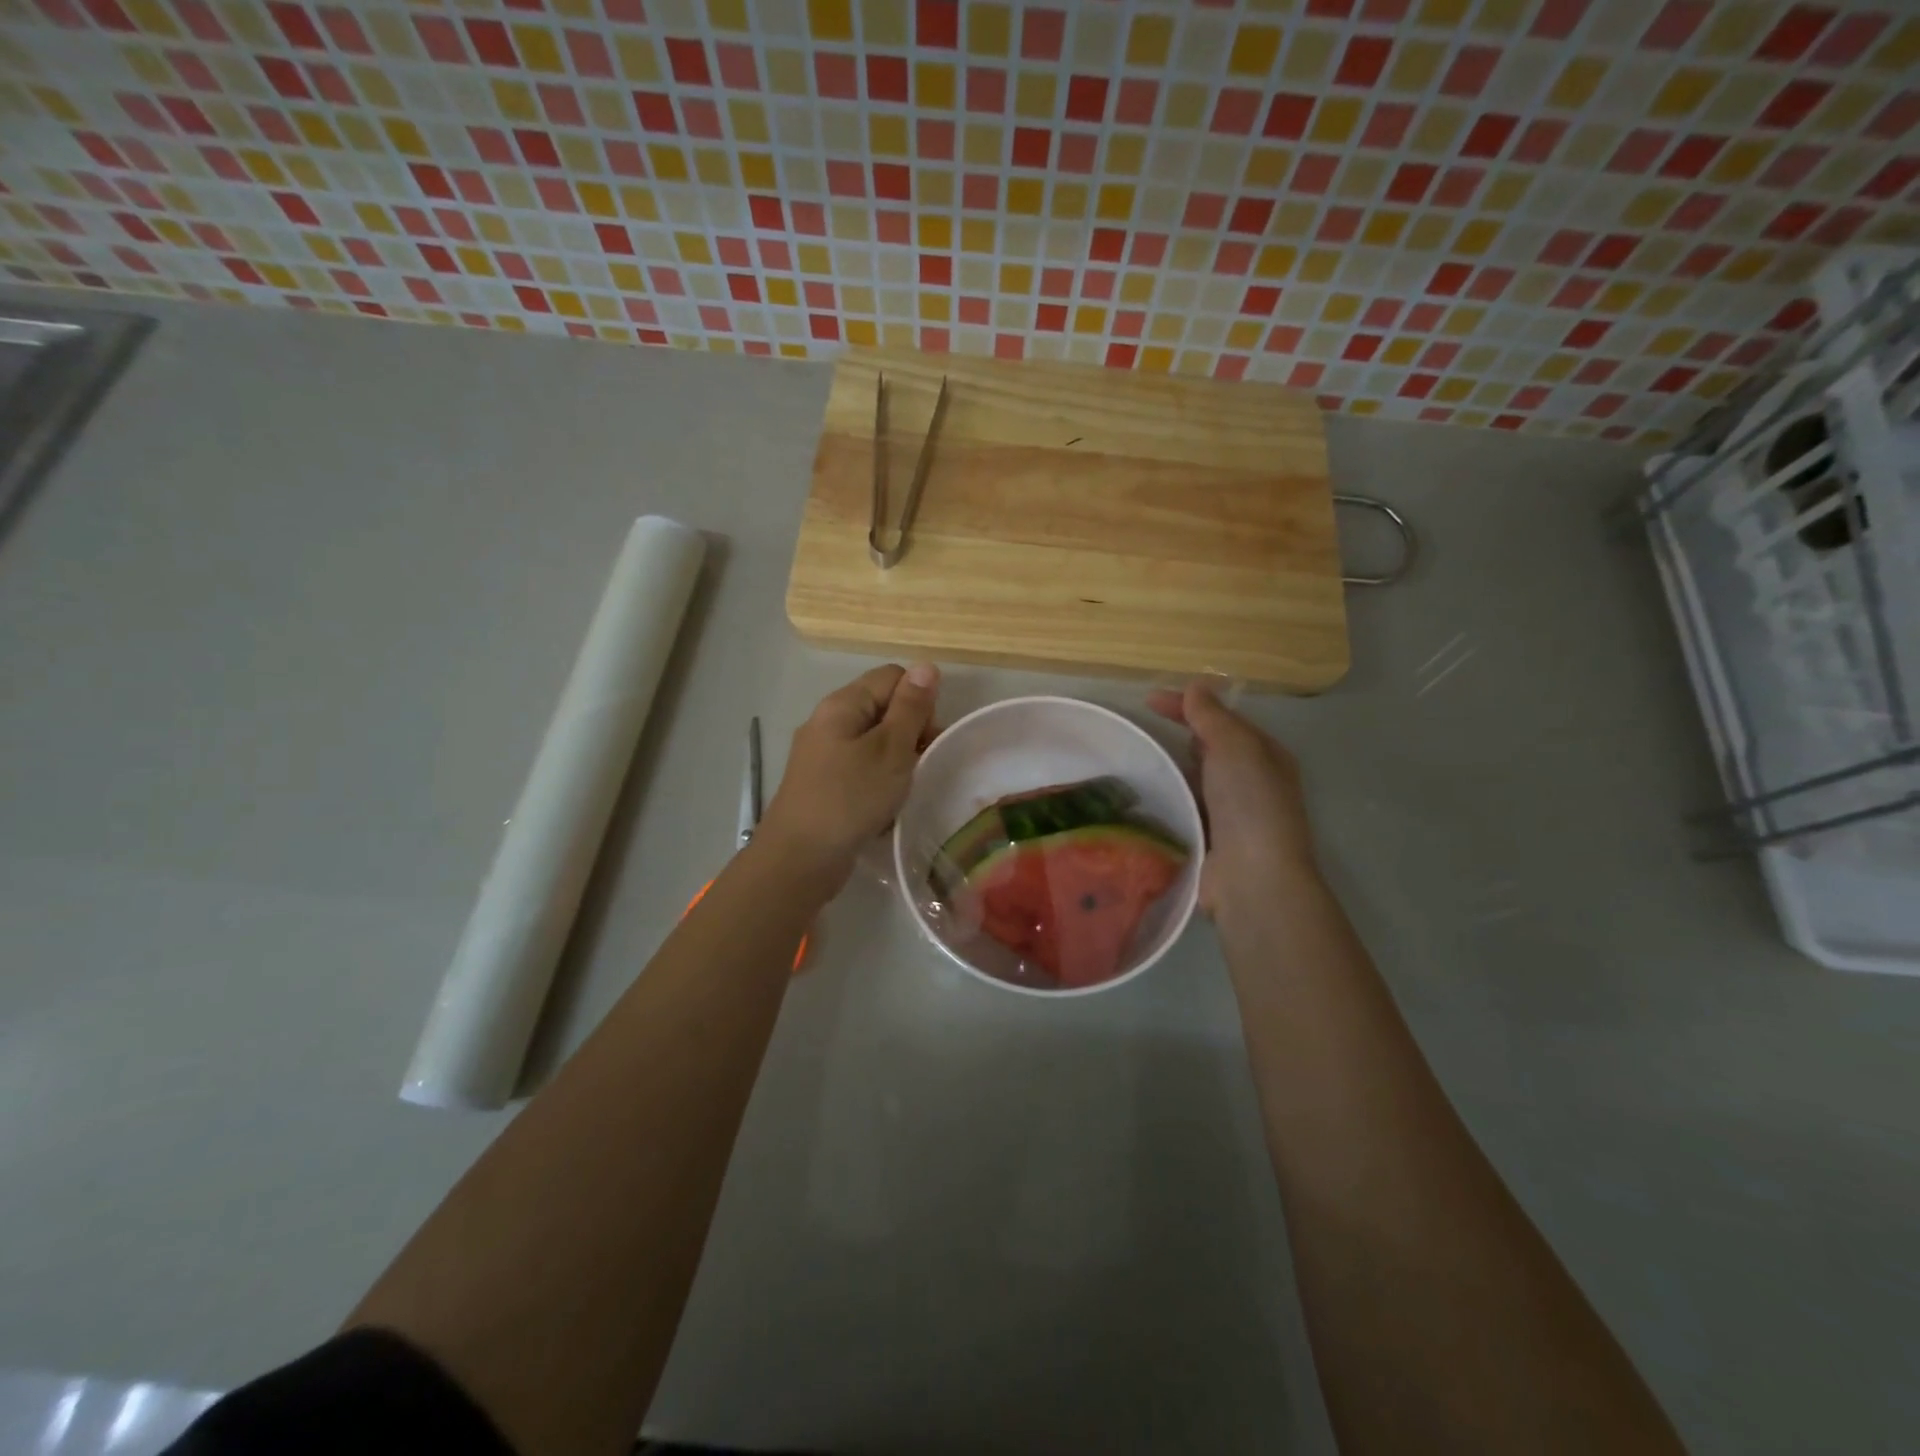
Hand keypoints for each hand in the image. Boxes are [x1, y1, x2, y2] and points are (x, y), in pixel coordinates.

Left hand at [760, 663, 939, 888]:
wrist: (800, 858)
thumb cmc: (850, 797)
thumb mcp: (891, 749)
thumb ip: (910, 707)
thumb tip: (926, 665)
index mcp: (843, 704)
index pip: (893, 677)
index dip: (919, 701)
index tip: (928, 738)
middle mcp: (829, 721)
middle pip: (883, 708)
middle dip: (910, 732)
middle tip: (920, 766)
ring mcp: (823, 754)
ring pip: (874, 742)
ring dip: (897, 761)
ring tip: (904, 789)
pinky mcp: (824, 783)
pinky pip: (861, 768)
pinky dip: (879, 781)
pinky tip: (885, 806)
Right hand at [1148, 681, 1321, 916]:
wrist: (1252, 878)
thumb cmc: (1250, 804)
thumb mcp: (1235, 747)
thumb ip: (1212, 717)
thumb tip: (1196, 686)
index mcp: (1266, 756)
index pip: (1224, 719)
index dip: (1188, 705)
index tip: (1148, 700)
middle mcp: (1252, 782)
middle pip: (1210, 748)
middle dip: (1179, 735)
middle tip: (1140, 729)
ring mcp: (1230, 813)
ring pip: (1194, 779)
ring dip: (1169, 768)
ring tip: (1132, 760)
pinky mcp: (1209, 838)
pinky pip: (1184, 807)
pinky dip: (1166, 798)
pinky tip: (1141, 795)